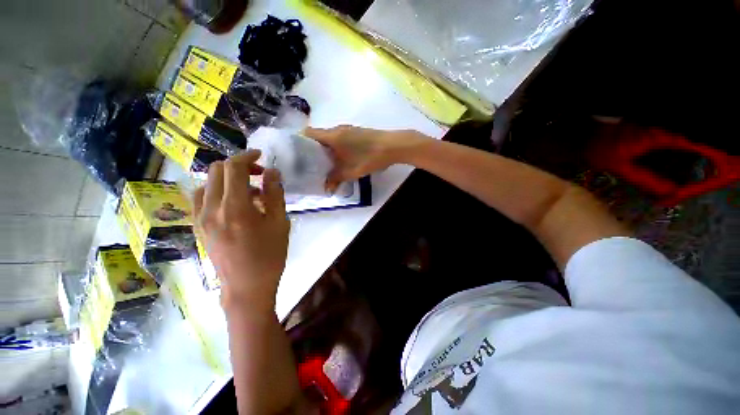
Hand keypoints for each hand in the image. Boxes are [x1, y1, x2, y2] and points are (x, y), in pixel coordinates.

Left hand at [193, 150, 289, 312]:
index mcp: (235, 207)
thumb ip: (275, 194)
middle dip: (238, 165)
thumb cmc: (269, 255)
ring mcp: (200, 218)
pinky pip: (202, 197)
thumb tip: (272, 171)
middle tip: (259, 175)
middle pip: (216, 170)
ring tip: (249, 192)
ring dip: (228, 179)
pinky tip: (234, 203)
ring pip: (207, 183)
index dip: (247, 156)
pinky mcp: (198, 227)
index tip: (261, 156)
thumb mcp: (280, 223)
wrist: (246, 287)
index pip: (233, 168)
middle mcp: (211, 209)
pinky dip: (217, 191)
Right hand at [306, 125, 412, 192]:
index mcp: (332, 135)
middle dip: (312, 150)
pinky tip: (338, 160)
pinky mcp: (357, 133)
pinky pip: (340, 140)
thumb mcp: (351, 171)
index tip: (295, 155)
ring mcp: (348, 130)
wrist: (393, 146)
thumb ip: (336, 179)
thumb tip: (327, 189)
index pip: (308, 133)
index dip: (299, 142)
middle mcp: (338, 129)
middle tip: (308, 164)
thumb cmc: (369, 157)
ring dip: (325, 150)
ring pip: (330, 139)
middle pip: (318, 137)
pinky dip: (336, 148)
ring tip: (321, 164)